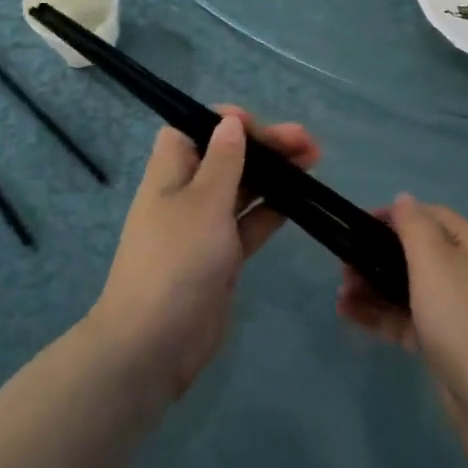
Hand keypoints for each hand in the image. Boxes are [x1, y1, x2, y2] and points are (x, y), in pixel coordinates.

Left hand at [88, 107, 317, 401]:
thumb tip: (230, 121)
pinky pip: (250, 224)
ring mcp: (204, 228)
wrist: (153, 346)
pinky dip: (272, 210)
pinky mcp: (221, 258)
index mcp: (171, 173)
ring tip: (314, 161)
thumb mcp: (203, 203)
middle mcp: (186, 195)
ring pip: (243, 189)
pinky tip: (301, 200)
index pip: (193, 128)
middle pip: (226, 157)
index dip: (224, 121)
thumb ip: (223, 161)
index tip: (259, 126)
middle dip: (263, 145)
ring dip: (274, 174)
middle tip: (306, 142)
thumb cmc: (176, 262)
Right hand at [339, 195, 467, 467]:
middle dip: (378, 255)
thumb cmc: (466, 323)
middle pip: (418, 254)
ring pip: (409, 289)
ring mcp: (459, 314)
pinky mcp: (447, 348)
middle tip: (344, 265)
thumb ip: (414, 227)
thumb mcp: (436, 264)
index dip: (395, 216)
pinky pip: (409, 321)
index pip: (432, 216)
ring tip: (341, 292)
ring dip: (374, 286)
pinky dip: (382, 316)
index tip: (359, 225)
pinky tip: (350, 315)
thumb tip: (403, 199)